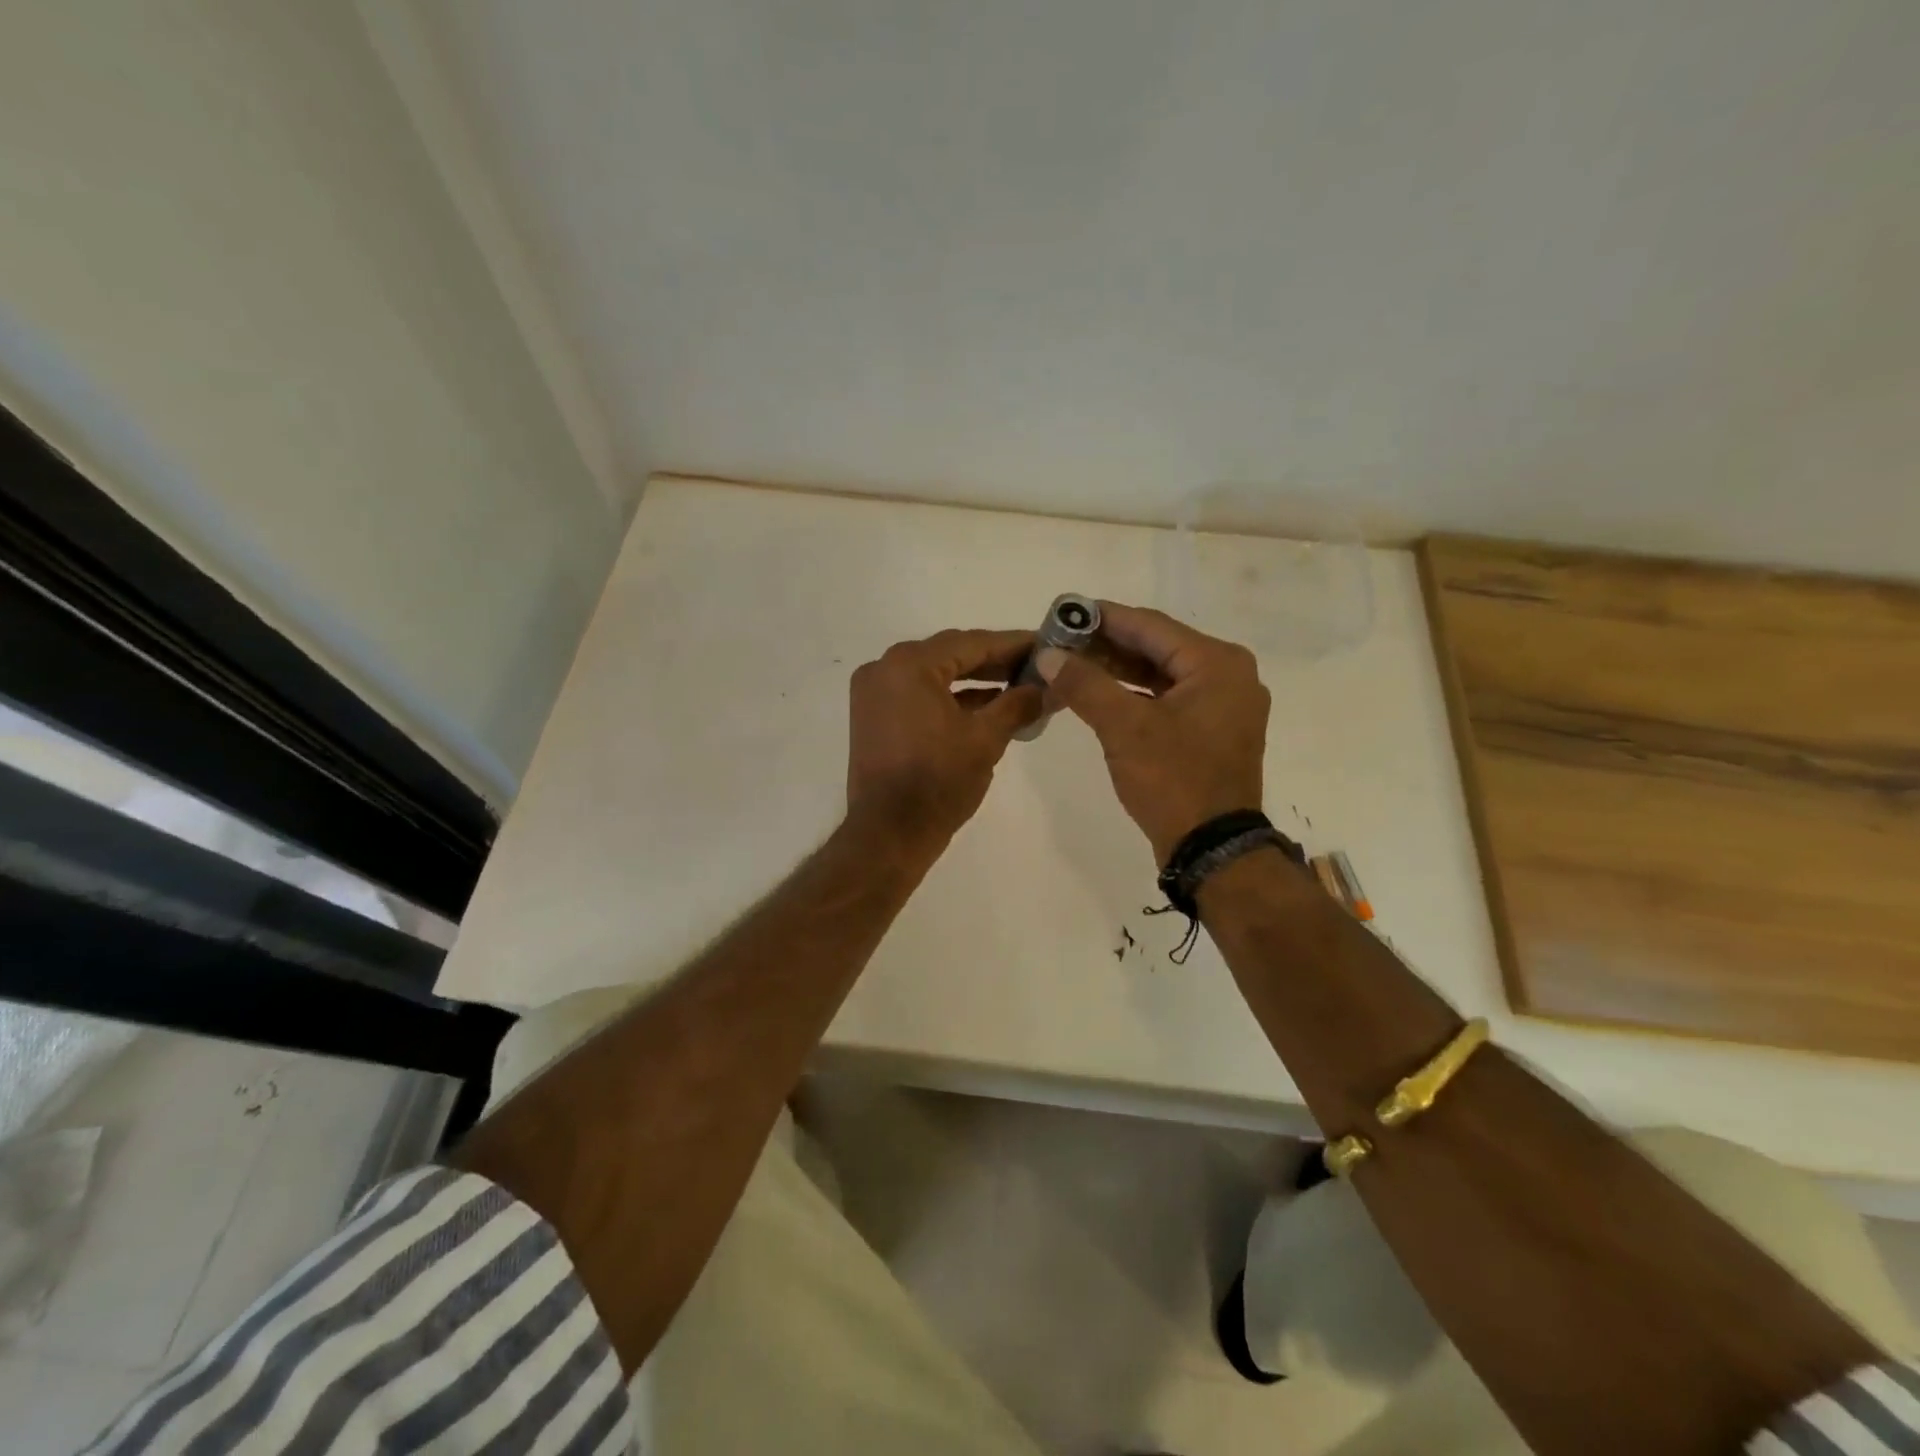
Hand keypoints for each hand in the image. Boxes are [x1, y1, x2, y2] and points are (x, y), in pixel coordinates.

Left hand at [845, 628, 1043, 854]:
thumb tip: (1048, 688)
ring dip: (975, 680)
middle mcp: (884, 668)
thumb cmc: (939, 781)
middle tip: (1037, 665)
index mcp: (909, 665)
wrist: (890, 833)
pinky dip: (951, 698)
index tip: (1046, 644)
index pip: (971, 643)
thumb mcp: (986, 738)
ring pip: (935, 675)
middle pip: (950, 654)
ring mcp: (874, 693)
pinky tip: (988, 706)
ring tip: (1020, 686)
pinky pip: (919, 695)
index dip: (1013, 644)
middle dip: (995, 661)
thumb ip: (1018, 704)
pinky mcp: (874, 717)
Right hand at [1038, 603, 1269, 863]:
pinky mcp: (1213, 730)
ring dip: (1117, 671)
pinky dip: (1134, 695)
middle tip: (1060, 642)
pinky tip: (1099, 695)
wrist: (1212, 848)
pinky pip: (1168, 698)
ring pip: (1161, 674)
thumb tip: (1049, 654)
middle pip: (1157, 647)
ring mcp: (1224, 705)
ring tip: (1071, 666)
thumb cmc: (1173, 780)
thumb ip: (1085, 684)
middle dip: (1107, 646)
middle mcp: (1228, 675)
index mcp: (1217, 663)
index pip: (1150, 625)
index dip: (1103, 617)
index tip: (1064, 612)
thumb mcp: (1124, 728)